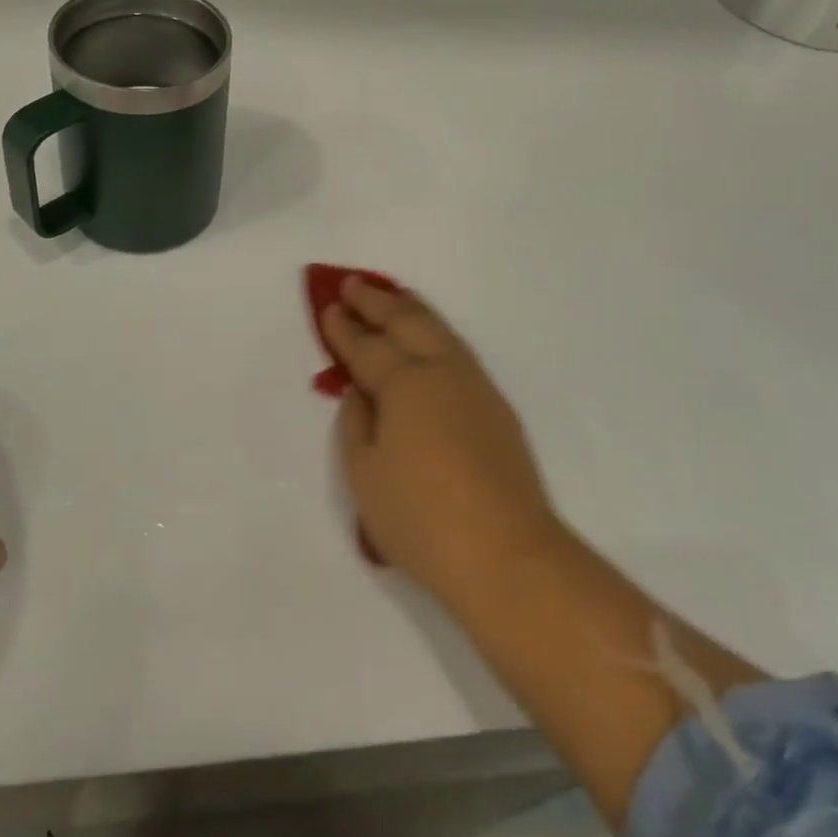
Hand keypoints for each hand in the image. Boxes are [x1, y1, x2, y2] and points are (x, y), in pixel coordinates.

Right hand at [323, 279, 562, 607]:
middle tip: (353, 283)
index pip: (367, 346)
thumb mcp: (365, 475)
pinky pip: (457, 349)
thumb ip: (356, 424)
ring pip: (438, 330)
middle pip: (406, 322)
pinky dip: (436, 331)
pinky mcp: (496, 405)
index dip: (344, 327)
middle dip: (377, 300)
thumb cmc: (422, 518)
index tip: (330, 307)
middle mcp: (441, 370)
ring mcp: (474, 385)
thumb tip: (360, 392)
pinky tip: (430, 338)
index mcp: (404, 383)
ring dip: (411, 308)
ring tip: (393, 295)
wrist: (507, 553)